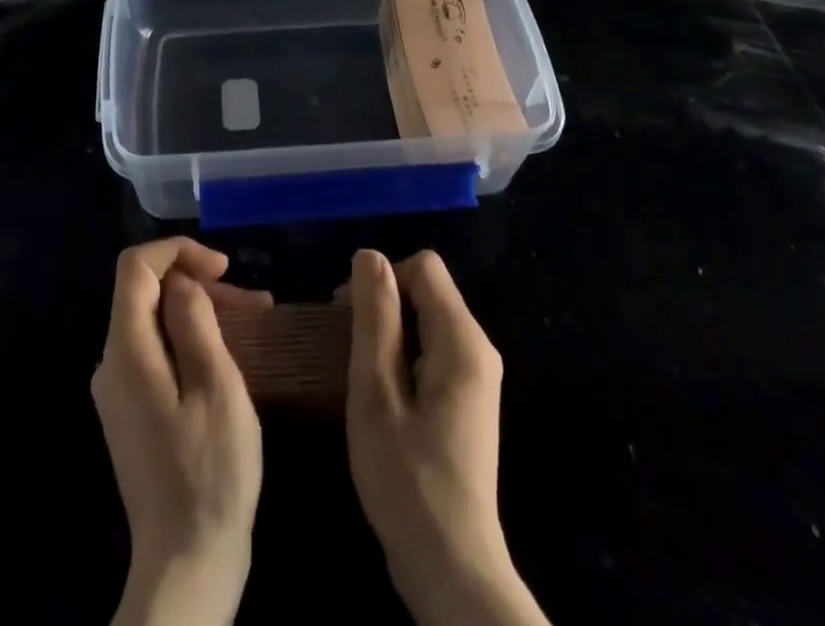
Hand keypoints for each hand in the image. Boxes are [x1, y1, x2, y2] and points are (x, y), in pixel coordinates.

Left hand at [94, 238, 267, 625]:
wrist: (187, 565)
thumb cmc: (210, 472)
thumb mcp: (215, 386)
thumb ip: (194, 322)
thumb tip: (181, 282)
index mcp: (126, 352)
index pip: (135, 267)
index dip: (178, 251)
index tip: (223, 268)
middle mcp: (112, 364)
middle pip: (147, 293)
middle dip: (198, 284)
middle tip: (252, 302)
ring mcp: (120, 391)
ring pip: (155, 321)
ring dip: (201, 311)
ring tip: (255, 319)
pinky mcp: (133, 412)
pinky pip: (157, 351)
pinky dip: (192, 338)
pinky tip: (230, 353)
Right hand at [344, 249, 549, 625]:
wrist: (452, 569)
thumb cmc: (407, 480)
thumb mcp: (377, 393)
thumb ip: (375, 318)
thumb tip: (370, 255)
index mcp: (463, 340)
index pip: (424, 267)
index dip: (382, 278)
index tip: (347, 315)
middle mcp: (479, 349)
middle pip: (427, 291)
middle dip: (384, 306)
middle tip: (345, 347)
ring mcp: (477, 377)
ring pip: (428, 321)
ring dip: (390, 333)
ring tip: (359, 374)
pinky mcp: (469, 401)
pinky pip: (433, 350)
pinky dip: (404, 356)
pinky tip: (382, 395)